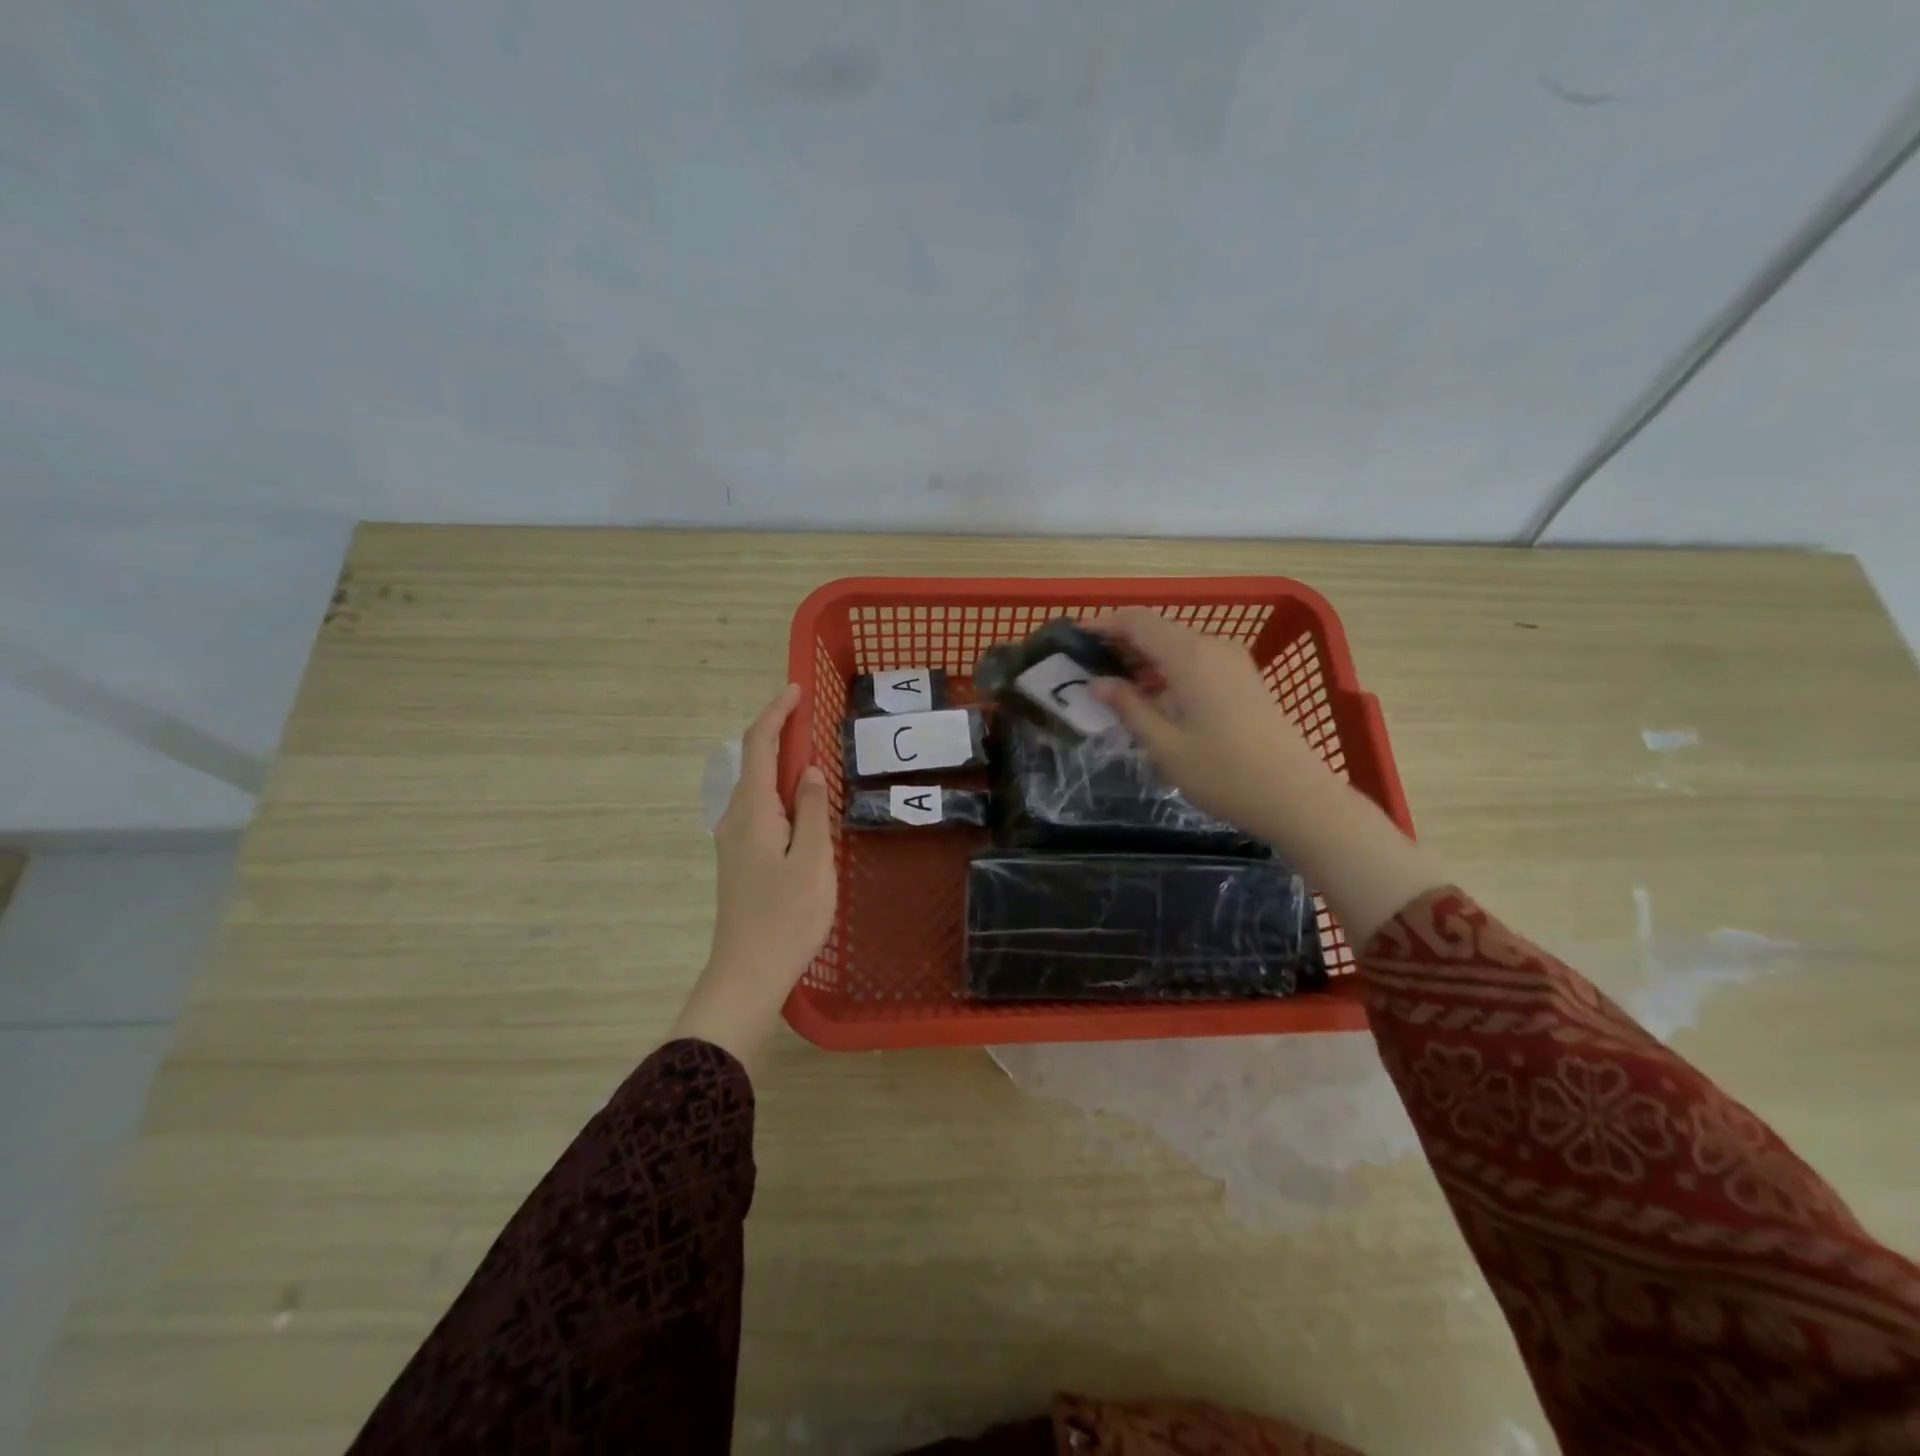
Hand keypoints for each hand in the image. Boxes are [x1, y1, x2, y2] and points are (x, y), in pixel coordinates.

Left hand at [673, 684, 834, 1067]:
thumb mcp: (813, 861)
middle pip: (754, 762)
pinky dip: (781, 791)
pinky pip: (760, 808)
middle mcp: (735, 818)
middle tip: (816, 722)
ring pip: (757, 787)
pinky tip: (805, 805)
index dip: (776, 713)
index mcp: (752, 811)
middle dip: (780, 734)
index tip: (796, 690)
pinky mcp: (740, 859)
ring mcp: (734, 840)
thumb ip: (814, 811)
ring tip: (817, 758)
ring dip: (782, 764)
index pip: (759, 745)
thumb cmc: (786, 917)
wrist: (747, 974)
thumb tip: (812, 770)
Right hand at [1093, 608, 1442, 944]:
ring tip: (1113, 684)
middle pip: (1158, 629)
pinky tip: (1153, 697)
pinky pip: (1196, 660)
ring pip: (1178, 645)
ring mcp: (1233, 662)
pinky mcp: (1244, 679)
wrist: (1296, 796)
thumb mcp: (1165, 745)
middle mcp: (1213, 648)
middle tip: (1086, 666)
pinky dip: (1168, 669)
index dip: (1103, 624)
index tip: (1074, 637)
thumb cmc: (1224, 773)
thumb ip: (1129, 707)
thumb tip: (1097, 683)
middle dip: (1120, 641)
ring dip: (1144, 657)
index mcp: (1190, 657)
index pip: (1137, 621)